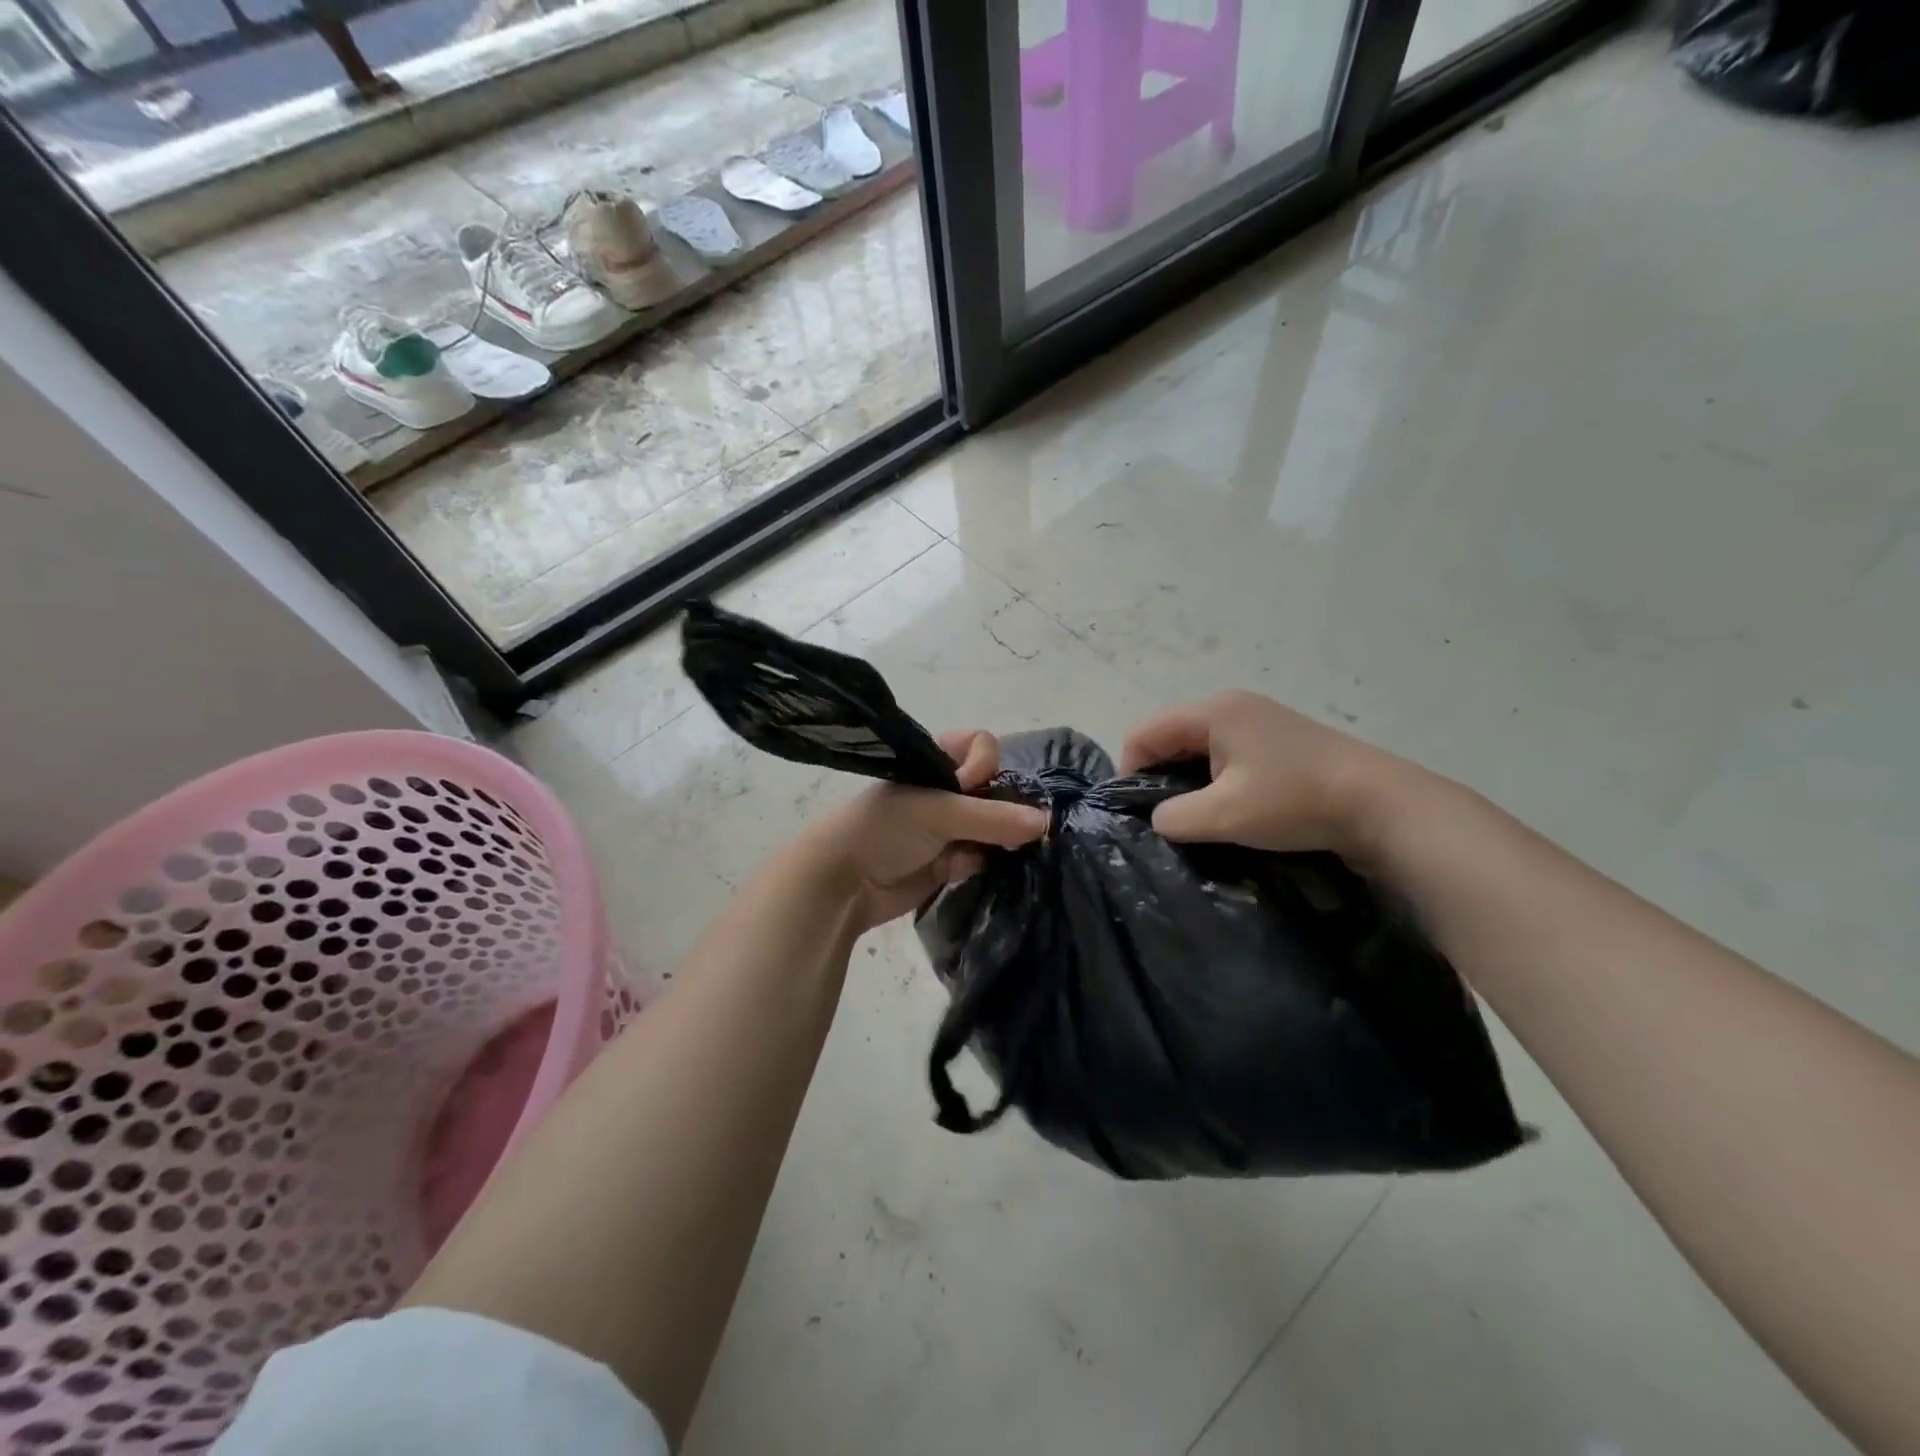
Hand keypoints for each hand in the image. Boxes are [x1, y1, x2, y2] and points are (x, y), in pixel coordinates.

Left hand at [800, 730, 1047, 929]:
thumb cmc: (884, 830)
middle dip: (1002, 808)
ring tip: (996, 851)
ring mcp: (948, 827)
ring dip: (998, 838)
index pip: (981, 746)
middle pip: (993, 788)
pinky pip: (982, 856)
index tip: (974, 786)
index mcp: (935, 762)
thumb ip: (992, 817)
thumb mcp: (937, 813)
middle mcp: (945, 789)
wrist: (842, 884)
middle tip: (1006, 829)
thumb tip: (1044, 822)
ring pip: (993, 825)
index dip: (984, 764)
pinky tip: (970, 869)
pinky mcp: (949, 861)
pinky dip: (981, 862)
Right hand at [1119, 690, 1409, 855]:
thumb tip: (1158, 818)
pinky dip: (1215, 778)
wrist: (1381, 803)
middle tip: (1166, 817)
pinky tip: (1229, 806)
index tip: (1137, 812)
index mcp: (1213, 711)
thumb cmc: (1294, 801)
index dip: (1129, 770)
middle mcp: (1231, 705)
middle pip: (1170, 736)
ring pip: (1198, 747)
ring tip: (1197, 816)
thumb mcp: (1224, 815)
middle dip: (1159, 775)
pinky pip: (1225, 753)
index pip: (1145, 733)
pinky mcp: (1278, 739)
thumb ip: (1174, 817)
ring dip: (1188, 780)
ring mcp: (1258, 719)